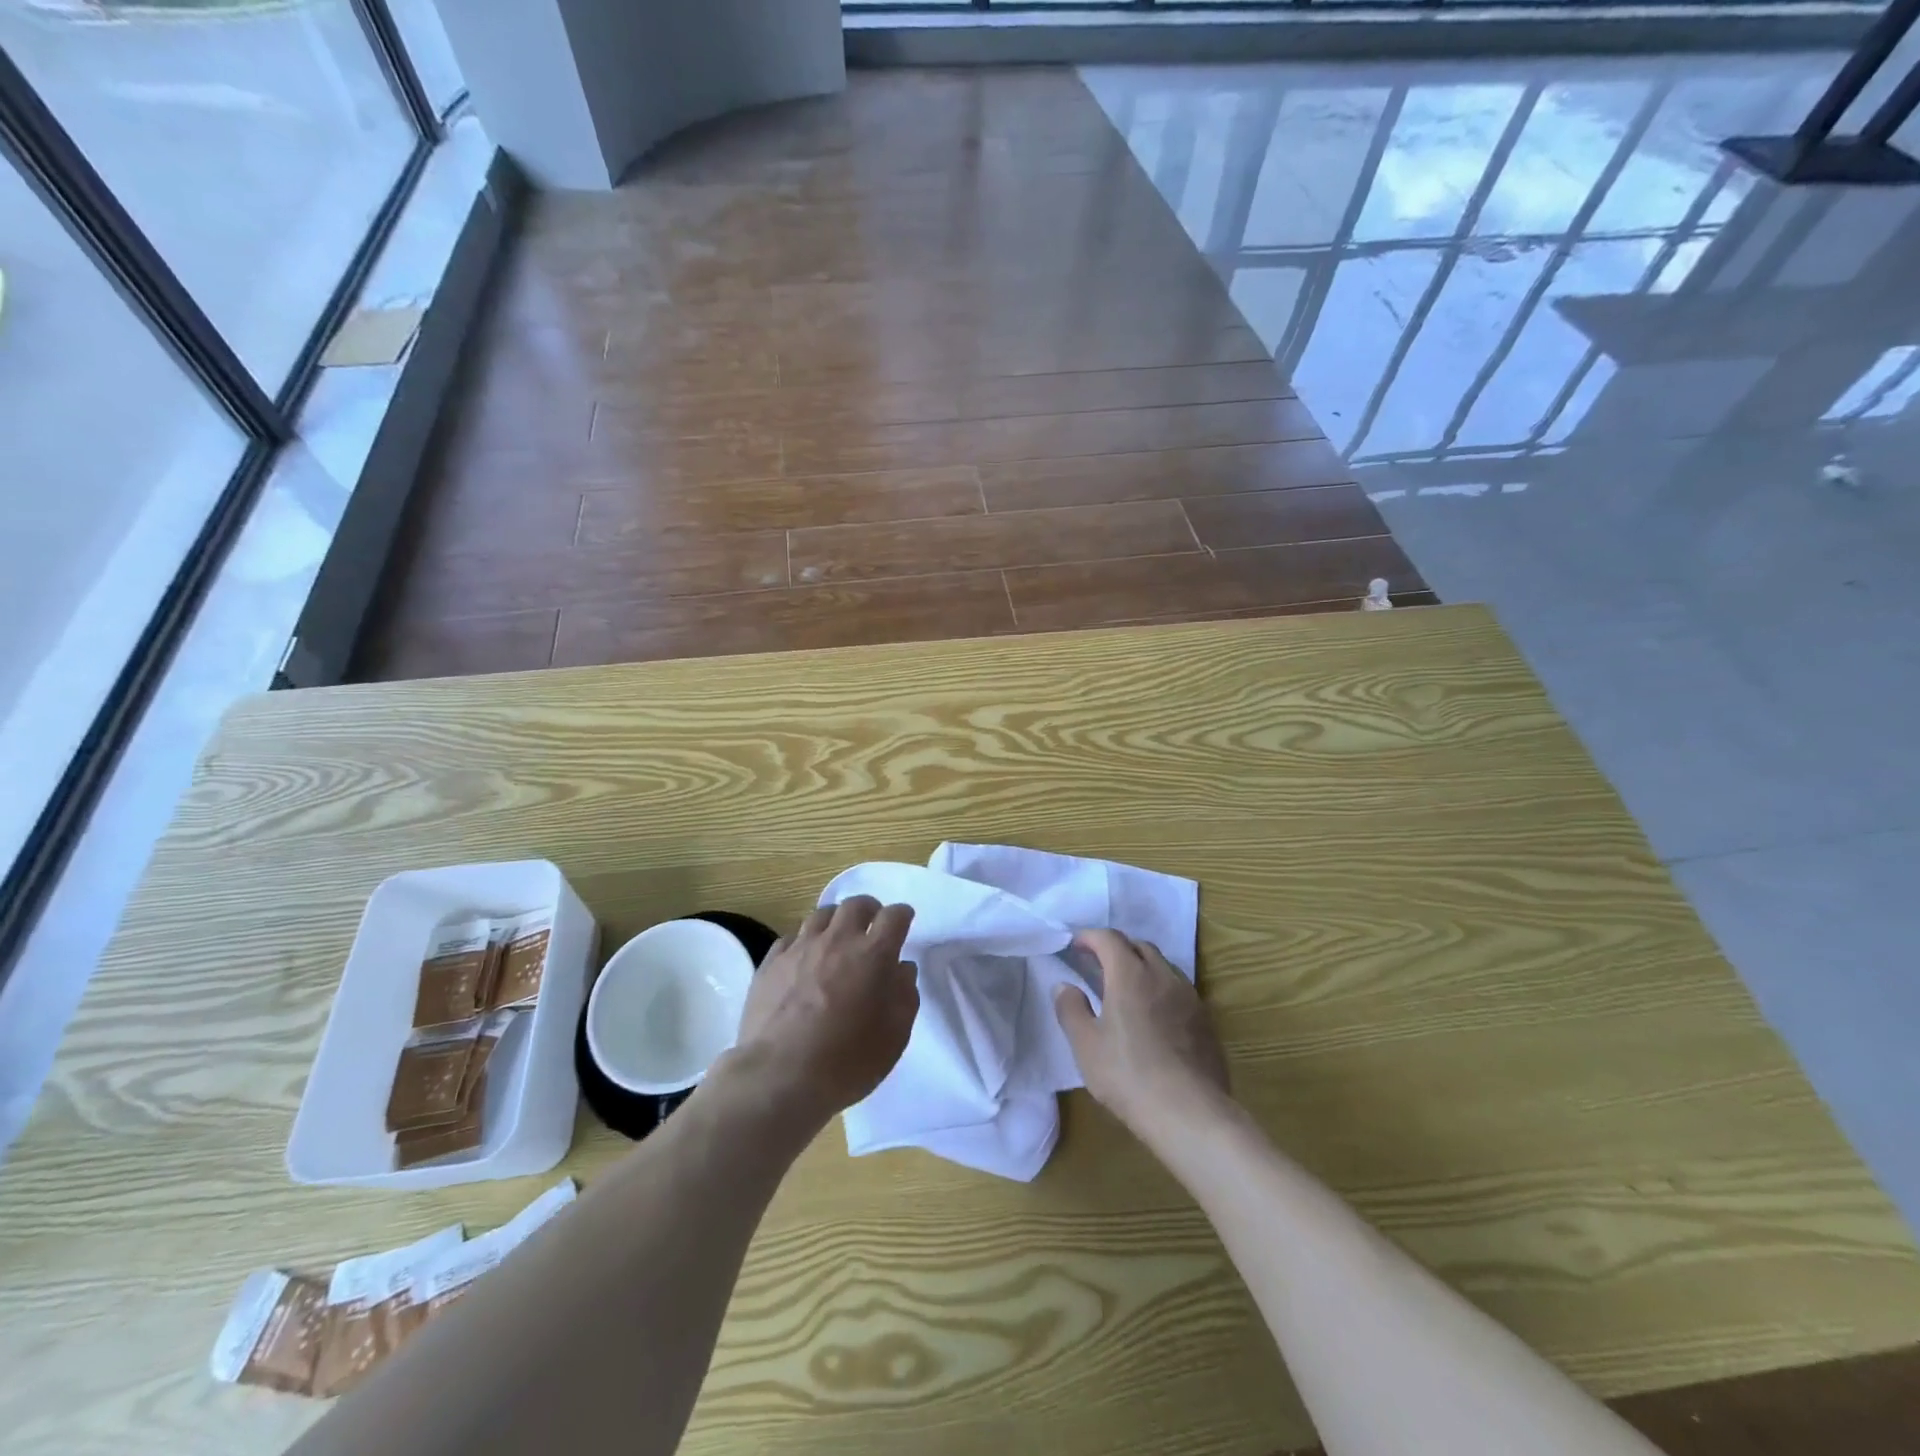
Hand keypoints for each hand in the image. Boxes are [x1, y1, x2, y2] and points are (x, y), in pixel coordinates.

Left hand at [727, 896, 918, 1127]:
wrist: (780, 1076)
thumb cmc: (847, 1061)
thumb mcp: (895, 1036)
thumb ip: (905, 995)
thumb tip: (902, 969)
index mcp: (873, 954)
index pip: (894, 916)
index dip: (902, 915)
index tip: (904, 922)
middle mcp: (838, 940)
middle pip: (856, 904)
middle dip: (869, 909)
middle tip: (871, 926)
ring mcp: (801, 948)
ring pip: (822, 914)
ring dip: (836, 921)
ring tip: (837, 939)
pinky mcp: (771, 962)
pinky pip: (791, 937)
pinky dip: (804, 941)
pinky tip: (804, 959)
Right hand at [1054, 929, 1231, 1146]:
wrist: (1190, 1113)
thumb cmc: (1128, 1075)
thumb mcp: (1085, 1045)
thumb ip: (1071, 1009)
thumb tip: (1064, 986)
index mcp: (1130, 974)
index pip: (1109, 939)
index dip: (1090, 937)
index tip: (1075, 945)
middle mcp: (1162, 975)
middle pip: (1139, 946)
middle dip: (1117, 948)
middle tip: (1098, 964)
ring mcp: (1189, 997)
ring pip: (1163, 966)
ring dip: (1141, 966)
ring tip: (1126, 988)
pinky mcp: (1205, 1020)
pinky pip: (1178, 990)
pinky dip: (1160, 989)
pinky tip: (1154, 1015)